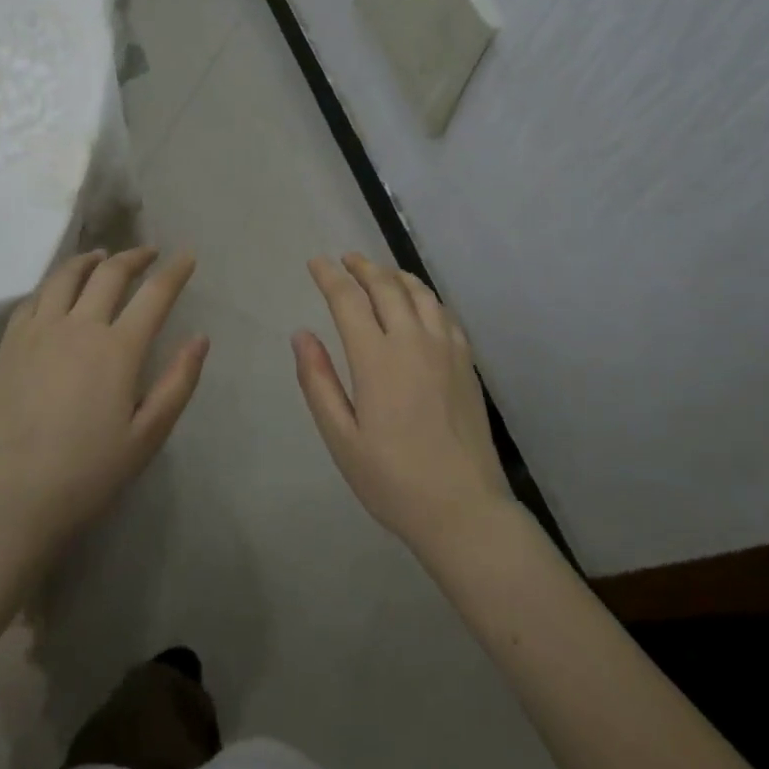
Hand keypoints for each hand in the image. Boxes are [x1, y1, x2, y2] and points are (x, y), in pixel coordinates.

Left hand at [0, 247, 207, 564]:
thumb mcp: (148, 436)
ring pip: (66, 276)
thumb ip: (178, 383)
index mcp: (118, 349)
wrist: (9, 498)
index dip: (175, 271)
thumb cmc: (87, 473)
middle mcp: (79, 327)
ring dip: (90, 260)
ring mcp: (39, 332)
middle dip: (135, 256)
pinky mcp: (9, 345)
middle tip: (149, 252)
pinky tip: (58, 291)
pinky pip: (33, 298)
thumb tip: (201, 339)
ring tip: (102, 256)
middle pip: (110, 273)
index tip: (187, 256)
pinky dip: (53, 285)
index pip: (154, 294)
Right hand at [294, 253, 511, 554]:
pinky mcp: (467, 362)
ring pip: (419, 293)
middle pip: (386, 287)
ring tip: (379, 272)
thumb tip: (302, 334)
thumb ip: (318, 382)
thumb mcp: (341, 438)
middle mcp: (413, 341)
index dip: (329, 276)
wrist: (463, 508)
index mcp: (377, 359)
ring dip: (395, 275)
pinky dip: (425, 296)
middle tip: (345, 259)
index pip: (348, 300)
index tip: (316, 262)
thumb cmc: (392, 479)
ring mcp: (446, 349)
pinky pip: (445, 313)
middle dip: (362, 267)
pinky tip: (419, 303)